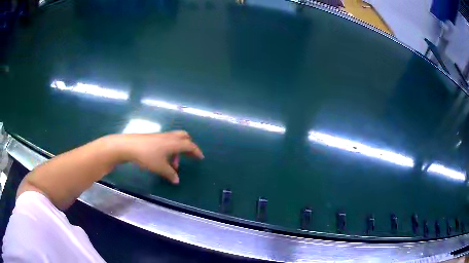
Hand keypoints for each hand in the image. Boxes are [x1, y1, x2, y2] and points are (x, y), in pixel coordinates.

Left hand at [117, 131, 203, 183]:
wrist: (129, 146)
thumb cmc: (147, 156)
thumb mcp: (160, 167)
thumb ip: (170, 174)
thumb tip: (176, 180)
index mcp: (174, 143)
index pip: (190, 145)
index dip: (196, 151)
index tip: (200, 158)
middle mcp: (169, 137)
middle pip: (184, 137)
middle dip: (189, 146)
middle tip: (189, 156)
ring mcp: (161, 136)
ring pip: (175, 140)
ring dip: (178, 150)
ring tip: (174, 164)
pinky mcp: (154, 138)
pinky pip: (167, 141)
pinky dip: (170, 149)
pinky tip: (163, 159)